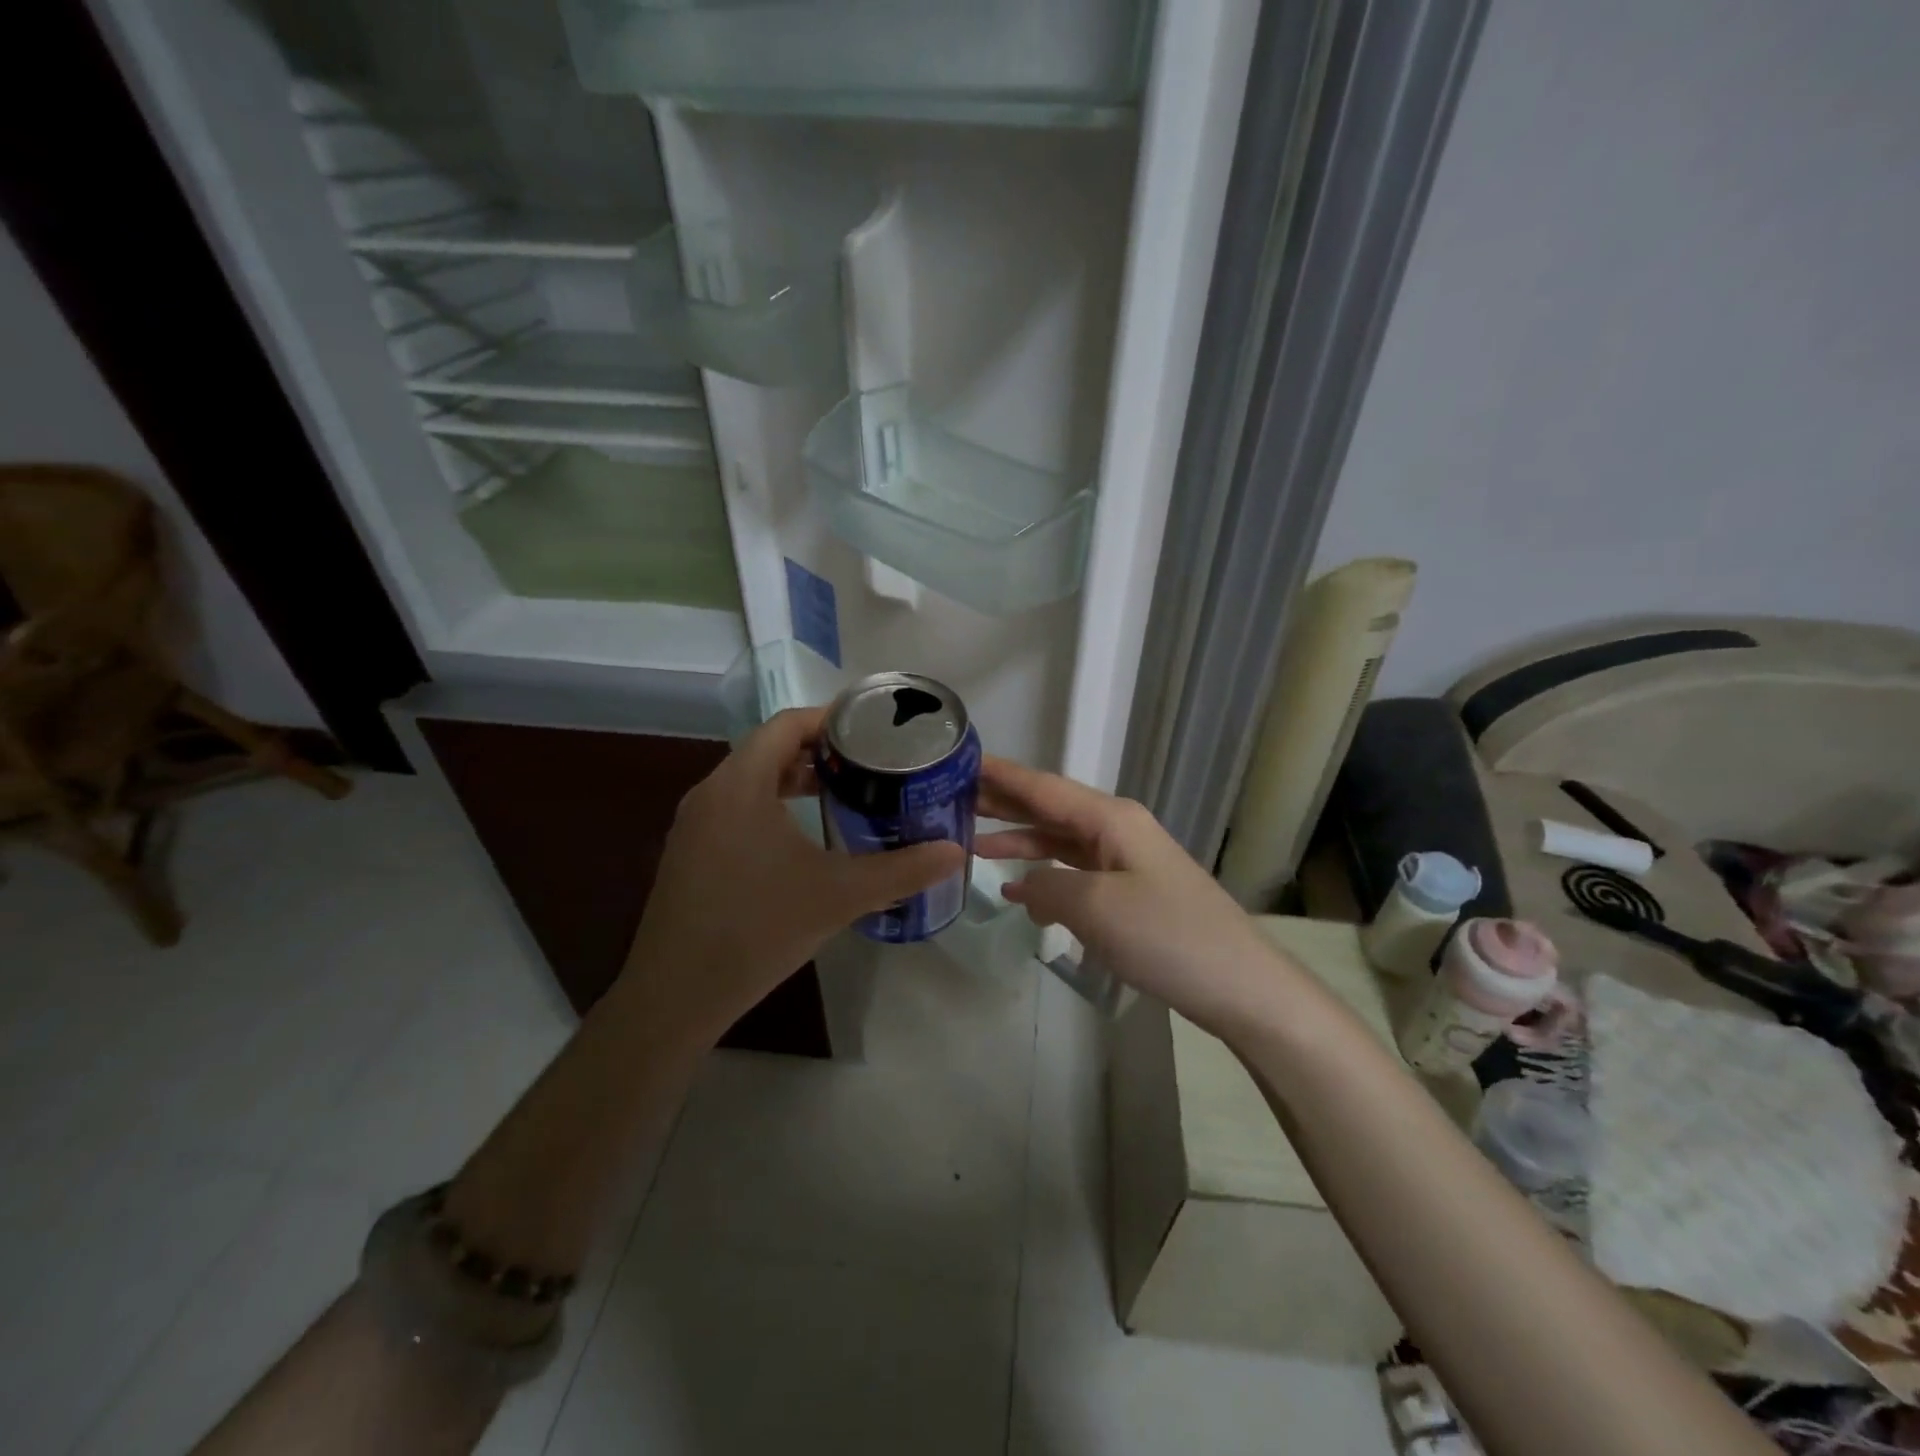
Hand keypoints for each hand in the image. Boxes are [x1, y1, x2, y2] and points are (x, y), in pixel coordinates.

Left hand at [627, 708, 965, 1041]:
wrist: (676, 995)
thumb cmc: (758, 929)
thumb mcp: (840, 896)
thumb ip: (901, 870)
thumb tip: (955, 851)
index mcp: (740, 785)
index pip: (786, 724)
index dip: (831, 719)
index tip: (873, 729)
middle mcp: (710, 793)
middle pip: (768, 749)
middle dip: (819, 751)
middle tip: (868, 764)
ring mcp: (694, 825)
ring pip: (750, 781)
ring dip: (794, 779)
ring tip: (844, 793)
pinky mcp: (689, 853)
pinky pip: (736, 809)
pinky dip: (772, 806)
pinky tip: (803, 839)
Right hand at [976, 759, 1289, 1037]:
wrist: (1238, 984)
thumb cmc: (1166, 936)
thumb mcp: (1095, 908)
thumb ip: (1047, 886)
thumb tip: (1025, 885)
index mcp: (1110, 818)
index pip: (1043, 787)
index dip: (1001, 775)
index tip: (959, 761)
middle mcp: (1116, 828)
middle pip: (1049, 808)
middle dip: (1003, 803)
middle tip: (951, 798)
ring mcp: (1125, 860)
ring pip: (1060, 840)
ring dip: (1019, 840)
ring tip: (971, 841)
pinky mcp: (1130, 891)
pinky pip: (1075, 871)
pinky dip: (1044, 874)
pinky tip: (1017, 887)